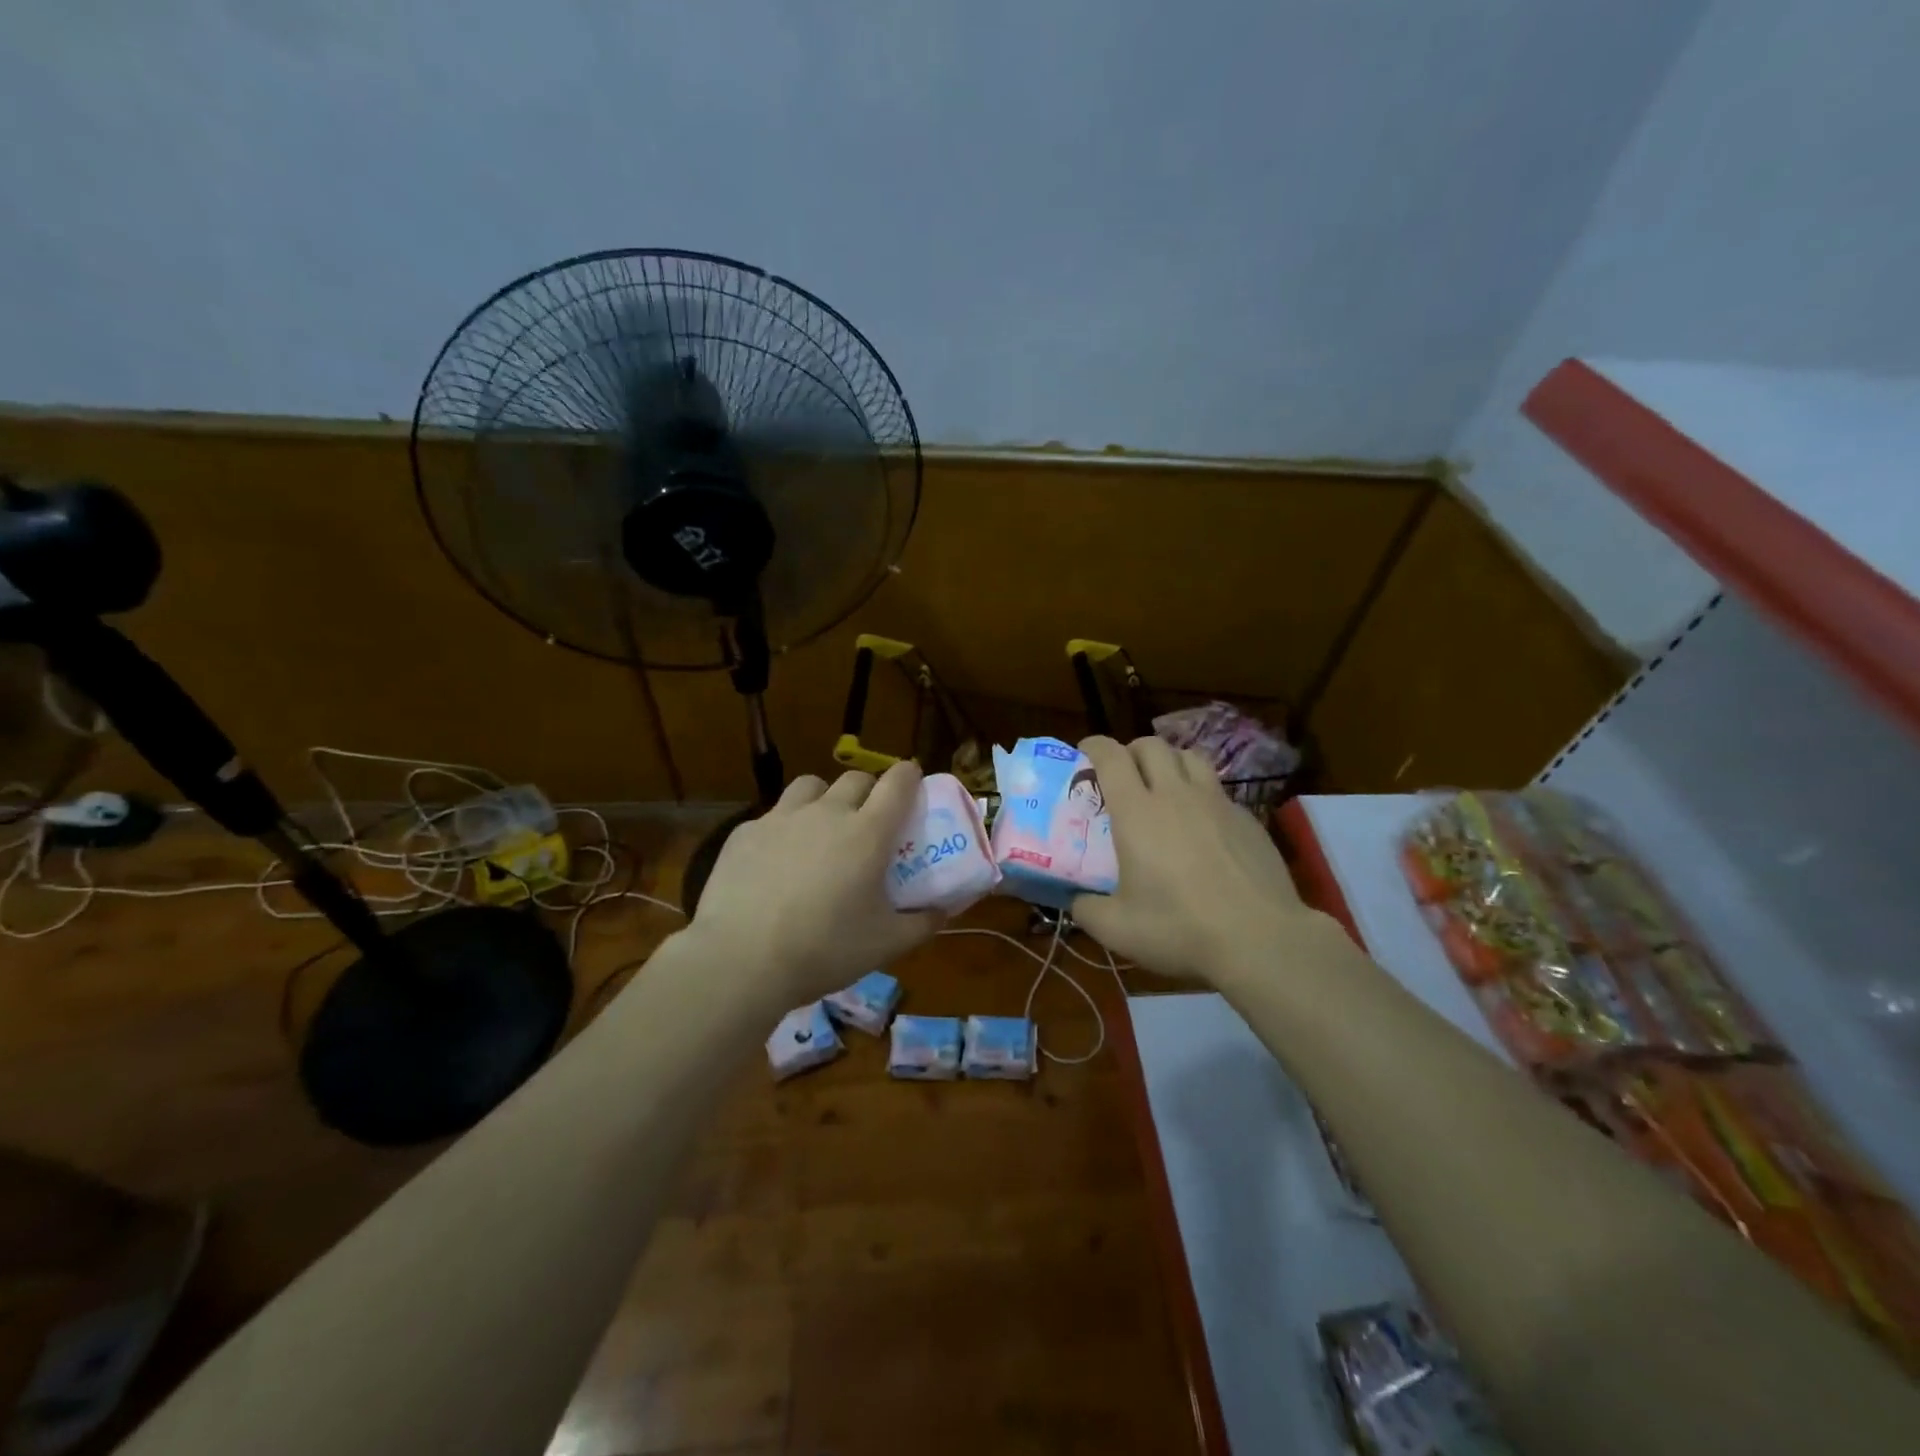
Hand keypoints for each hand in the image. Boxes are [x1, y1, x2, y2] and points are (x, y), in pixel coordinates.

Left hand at [686, 761, 942, 1005]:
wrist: (740, 960)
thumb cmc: (825, 949)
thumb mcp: (886, 944)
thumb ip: (921, 923)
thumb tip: (942, 912)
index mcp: (868, 832)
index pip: (898, 782)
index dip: (909, 775)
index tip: (913, 781)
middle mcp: (827, 812)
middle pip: (855, 779)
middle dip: (869, 790)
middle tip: (869, 818)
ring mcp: (782, 818)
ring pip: (810, 786)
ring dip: (824, 798)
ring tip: (821, 828)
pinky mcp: (745, 833)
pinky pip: (772, 816)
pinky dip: (783, 829)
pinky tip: (776, 861)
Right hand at [1070, 736, 1319, 983]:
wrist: (1261, 940)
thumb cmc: (1180, 929)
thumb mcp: (1116, 929)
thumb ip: (1086, 909)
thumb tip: (1076, 901)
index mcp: (1137, 812)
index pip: (1111, 756)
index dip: (1094, 745)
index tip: (1084, 752)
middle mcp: (1176, 795)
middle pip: (1152, 746)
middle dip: (1132, 751)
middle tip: (1123, 775)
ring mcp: (1217, 803)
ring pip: (1190, 757)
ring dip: (1170, 762)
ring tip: (1163, 787)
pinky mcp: (1248, 818)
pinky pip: (1218, 790)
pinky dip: (1201, 794)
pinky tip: (1202, 826)